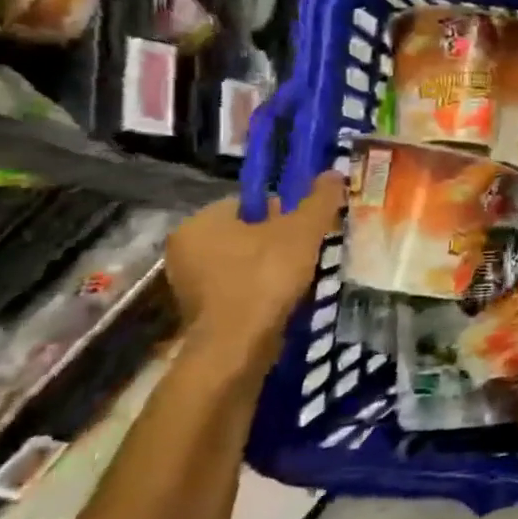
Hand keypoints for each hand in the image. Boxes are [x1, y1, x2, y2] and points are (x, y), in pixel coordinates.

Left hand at [165, 173, 344, 353]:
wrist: (238, 346)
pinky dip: (261, 289)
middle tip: (308, 250)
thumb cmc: (265, 276)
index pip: (248, 202)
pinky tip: (283, 298)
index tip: (305, 227)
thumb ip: (319, 200)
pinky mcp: (201, 312)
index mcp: (200, 222)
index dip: (283, 210)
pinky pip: (238, 287)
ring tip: (300, 276)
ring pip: (243, 262)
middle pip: (245, 232)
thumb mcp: (302, 231)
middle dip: (277, 239)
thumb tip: (333, 172)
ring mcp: (189, 284)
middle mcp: (185, 249)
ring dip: (271, 265)